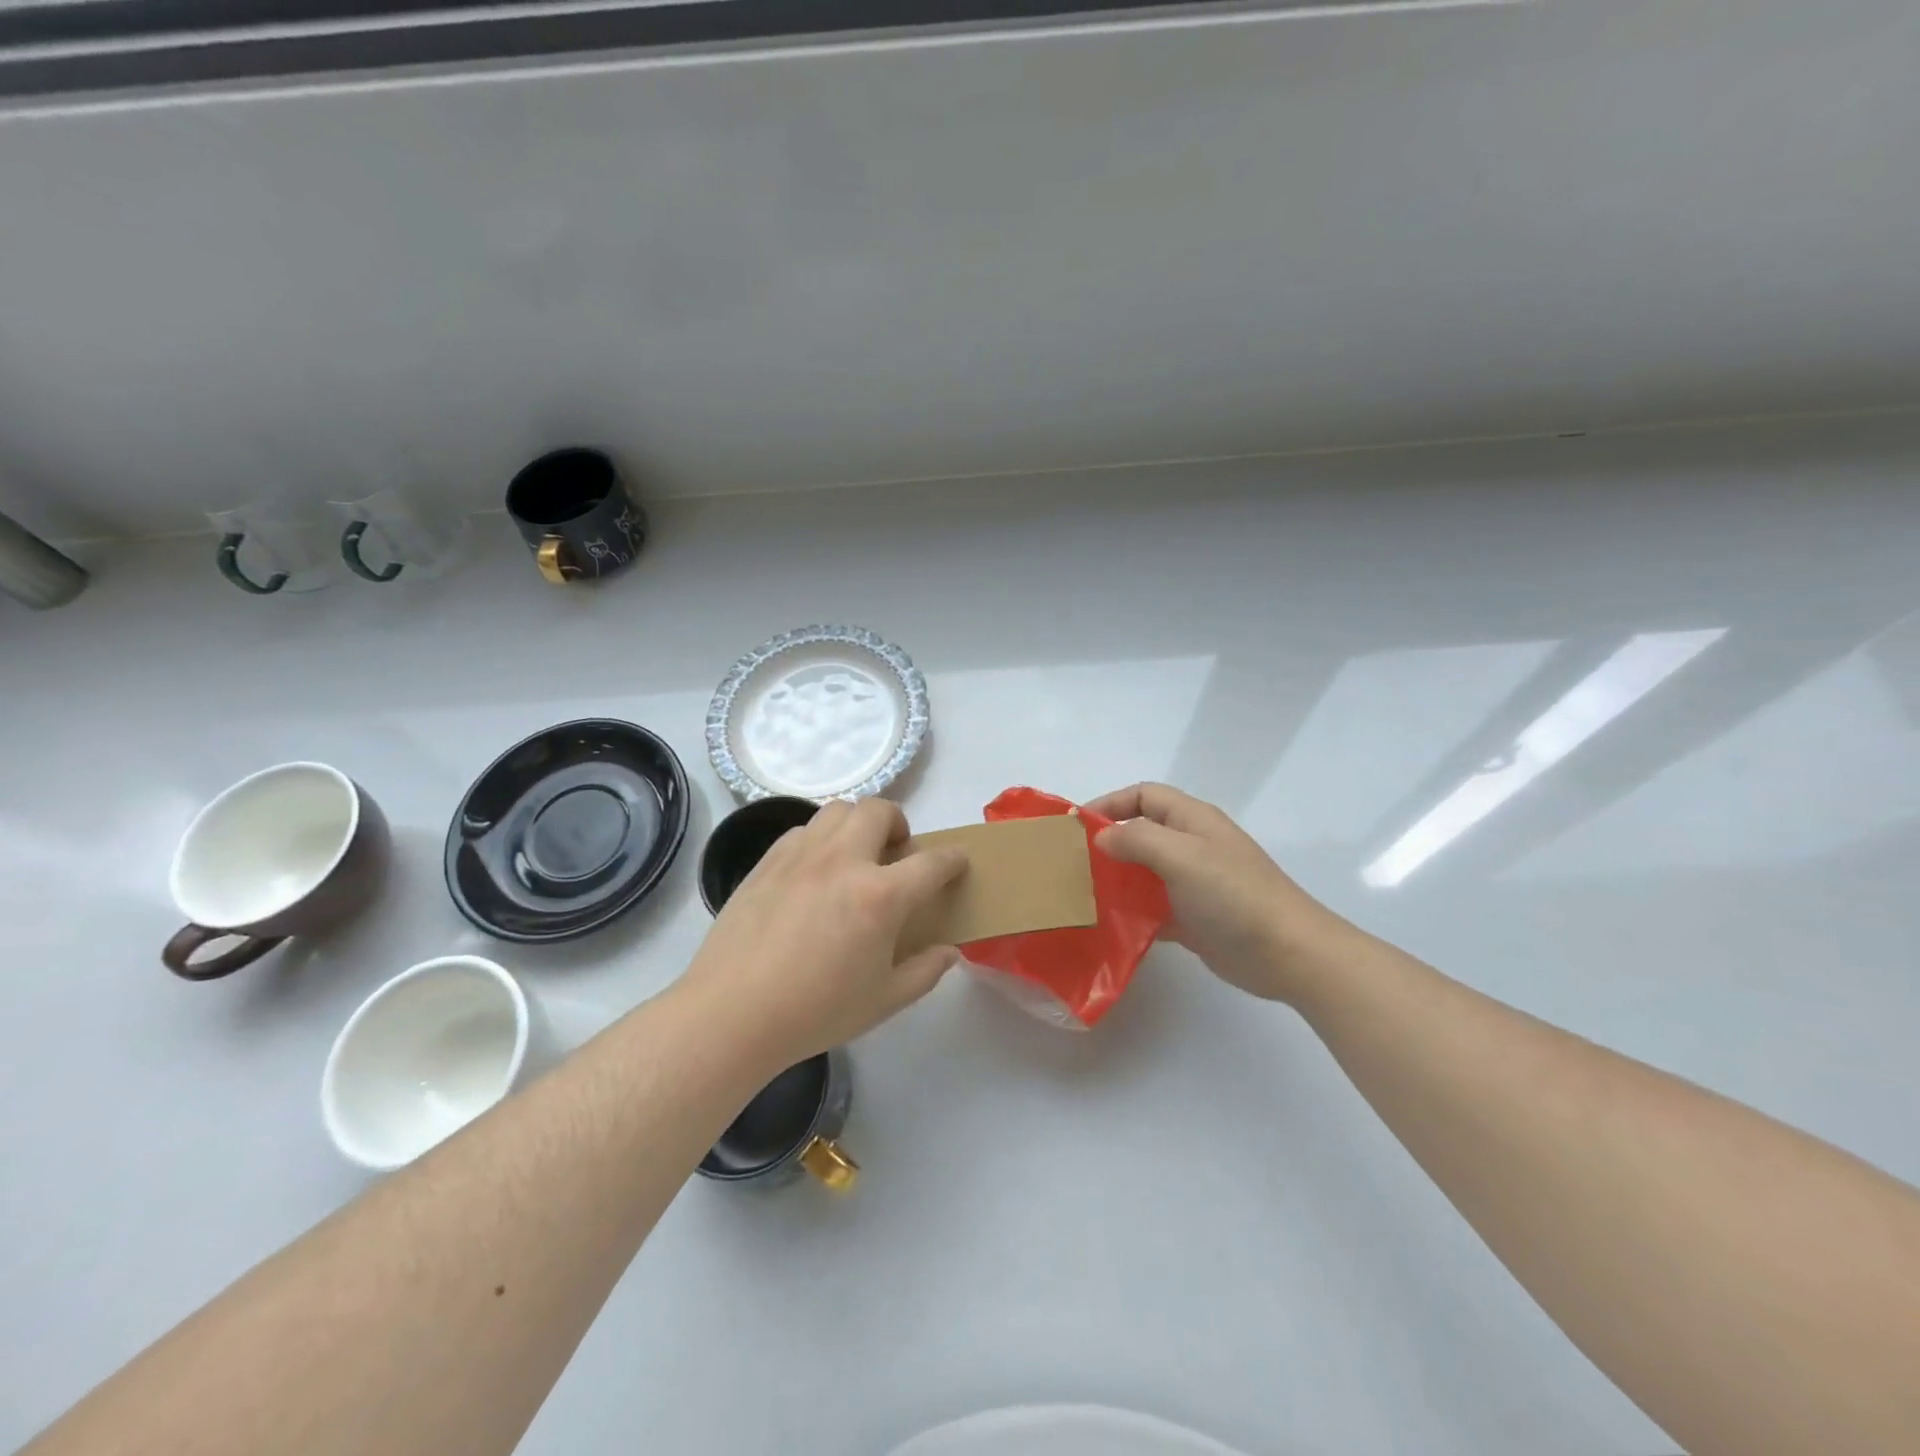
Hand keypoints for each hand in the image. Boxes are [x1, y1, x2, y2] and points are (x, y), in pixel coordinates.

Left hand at [681, 797, 966, 1067]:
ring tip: (856, 855)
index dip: (952, 858)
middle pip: (879, 810)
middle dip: (899, 822)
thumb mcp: (884, 1001)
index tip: (957, 861)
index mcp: (880, 896)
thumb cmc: (815, 1011)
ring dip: (858, 823)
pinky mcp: (768, 861)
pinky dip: (821, 839)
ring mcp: (801, 855)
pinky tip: (815, 872)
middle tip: (896, 852)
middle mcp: (843, 861)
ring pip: (838, 810)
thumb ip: (924, 971)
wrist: (732, 1013)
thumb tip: (948, 951)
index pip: (932, 862)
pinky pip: (804, 830)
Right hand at [1086, 783, 1351, 1003]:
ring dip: (1117, 878)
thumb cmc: (1233, 894)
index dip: (1109, 803)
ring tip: (1085, 894)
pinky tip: (1110, 925)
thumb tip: (1102, 837)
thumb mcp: (1181, 855)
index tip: (1077, 826)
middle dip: (1108, 842)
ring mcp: (1193, 882)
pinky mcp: (1193, 917)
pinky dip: (1132, 911)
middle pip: (1141, 832)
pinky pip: (1153, 906)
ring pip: (1144, 871)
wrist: (1287, 953)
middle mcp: (1191, 845)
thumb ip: (1137, 839)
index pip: (1142, 795)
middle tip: (1074, 863)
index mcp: (1191, 820)